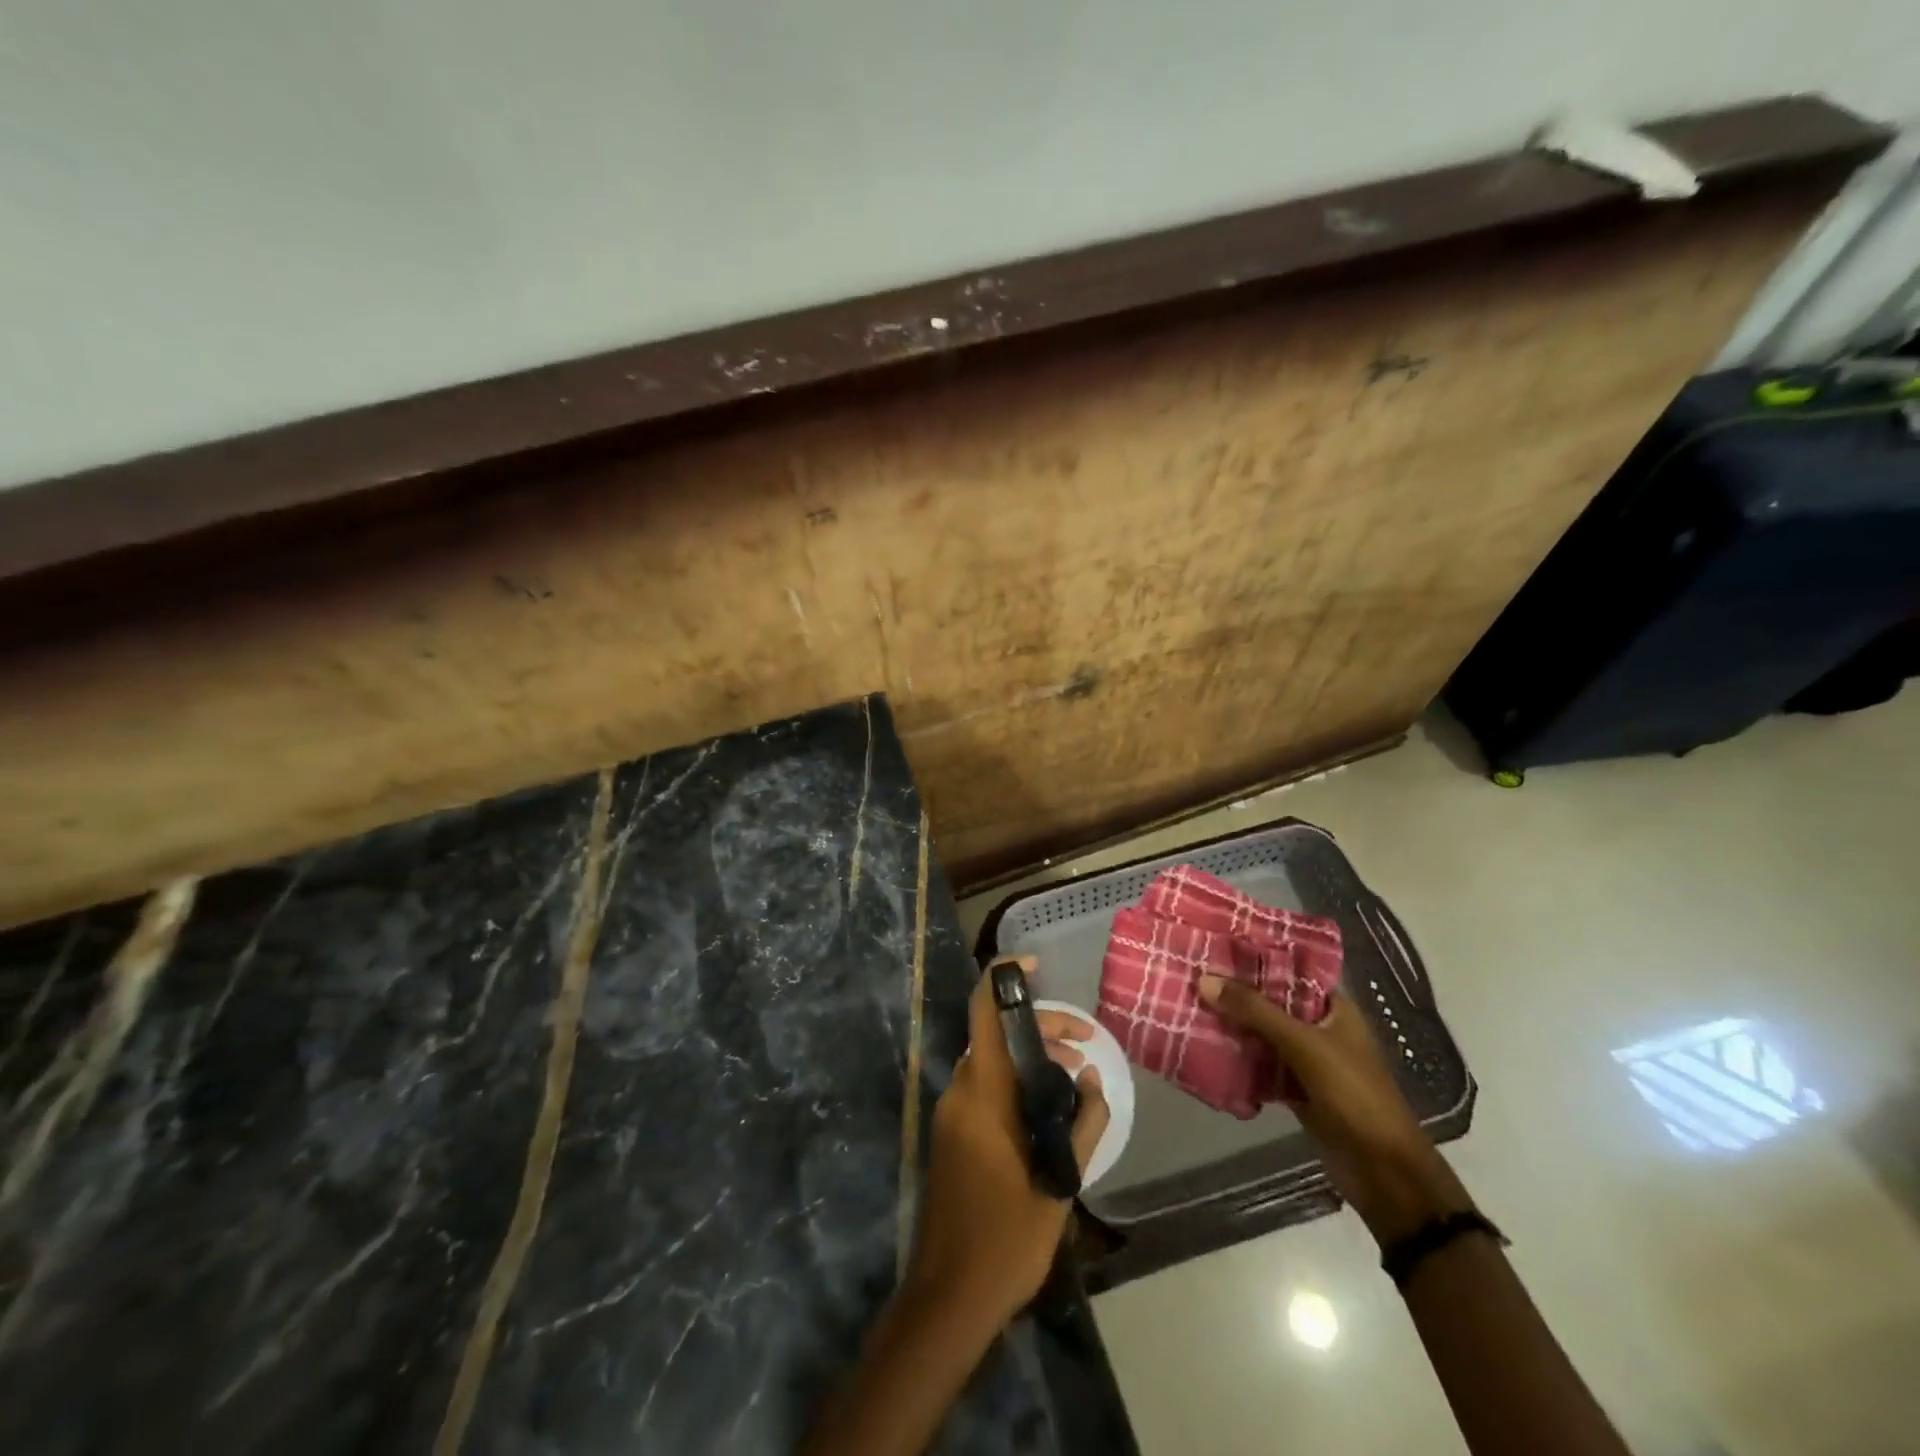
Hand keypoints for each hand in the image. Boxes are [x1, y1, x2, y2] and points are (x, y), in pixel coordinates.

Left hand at [908, 956, 1109, 1327]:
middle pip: (995, 1036)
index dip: (1004, 978)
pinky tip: (1046, 1107)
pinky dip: (1014, 1081)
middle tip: (1083, 1044)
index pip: (985, 1015)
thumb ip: (1083, 1123)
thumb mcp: (1060, 1182)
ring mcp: (950, 1113)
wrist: (949, 1296)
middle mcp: (959, 1092)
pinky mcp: (951, 1133)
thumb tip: (1092, 1076)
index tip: (1034, 965)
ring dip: (1029, 1057)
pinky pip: (983, 1087)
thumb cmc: (1007, 1239)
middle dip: (1039, 1028)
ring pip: (990, 1061)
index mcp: (982, 1095)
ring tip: (1073, 1077)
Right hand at [1199, 976, 1471, 1244]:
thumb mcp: (1304, 1045)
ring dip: (1233, 1025)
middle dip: (1236, 992)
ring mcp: (1307, 1060)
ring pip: (1262, 1034)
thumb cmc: (1354, 1095)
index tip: (1216, 944)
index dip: (1256, 957)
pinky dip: (1237, 1058)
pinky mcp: (1295, 1089)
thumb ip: (1255, 1011)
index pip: (1290, 970)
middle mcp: (1320, 1028)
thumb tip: (1204, 978)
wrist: (1383, 1172)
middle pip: (1271, 1002)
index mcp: (1334, 1009)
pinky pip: (1259, 1065)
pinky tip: (1203, 1046)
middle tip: (1192, 972)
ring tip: (1189, 1002)